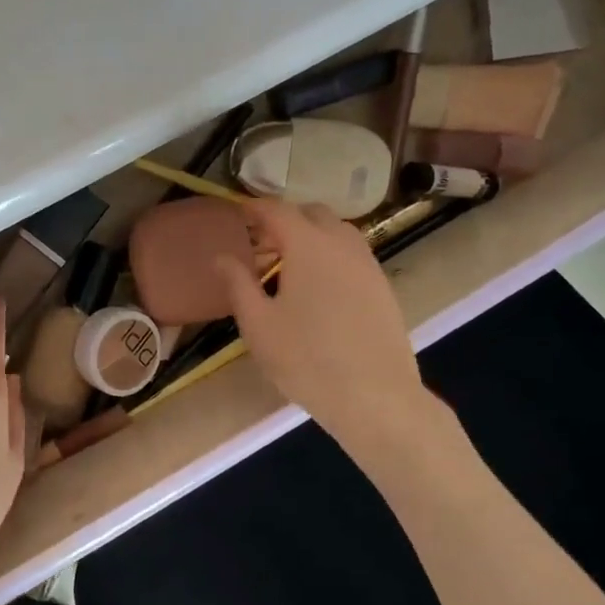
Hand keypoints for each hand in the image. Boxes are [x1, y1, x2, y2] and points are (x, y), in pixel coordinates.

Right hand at [215, 199, 439, 450]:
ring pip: (337, 233)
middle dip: (285, 219)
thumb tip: (221, 257)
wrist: (375, 396)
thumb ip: (237, 283)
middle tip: (261, 244)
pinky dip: (330, 257)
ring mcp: (368, 265)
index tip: (237, 214)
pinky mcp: (383, 288)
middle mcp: (342, 244)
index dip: (254, 208)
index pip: (277, 210)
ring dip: (311, 237)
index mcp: (308, 245)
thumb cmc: (306, 359)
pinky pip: (352, 256)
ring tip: (288, 268)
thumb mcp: (258, 324)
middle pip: (312, 214)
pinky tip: (318, 290)